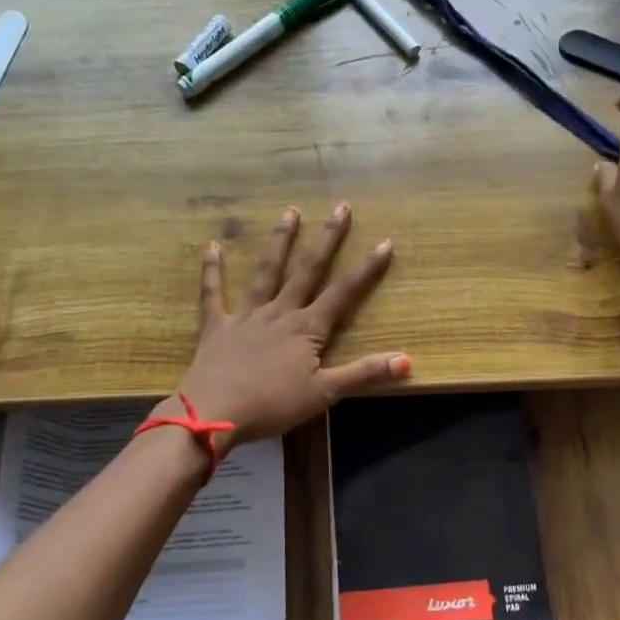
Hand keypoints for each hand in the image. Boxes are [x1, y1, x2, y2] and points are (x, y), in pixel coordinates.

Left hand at [170, 204, 410, 449]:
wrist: (213, 412)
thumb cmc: (272, 405)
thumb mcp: (324, 394)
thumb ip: (363, 374)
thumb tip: (407, 361)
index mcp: (307, 329)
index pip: (344, 293)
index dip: (367, 269)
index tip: (385, 242)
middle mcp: (280, 312)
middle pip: (308, 270)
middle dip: (327, 239)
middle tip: (340, 207)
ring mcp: (246, 315)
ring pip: (266, 271)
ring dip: (280, 241)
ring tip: (290, 212)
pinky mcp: (217, 326)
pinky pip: (213, 293)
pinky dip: (212, 270)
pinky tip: (212, 246)